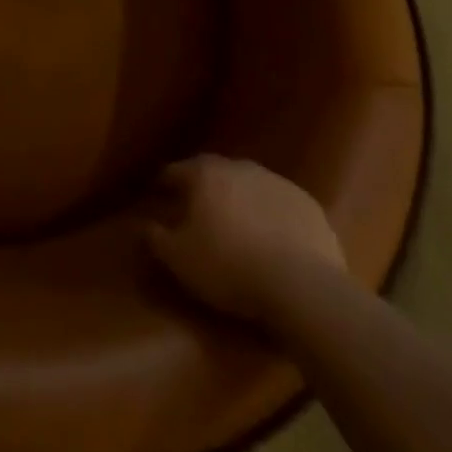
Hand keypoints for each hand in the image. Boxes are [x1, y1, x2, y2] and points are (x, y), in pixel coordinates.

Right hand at [144, 155, 345, 322]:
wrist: (300, 284)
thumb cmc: (229, 267)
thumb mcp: (180, 259)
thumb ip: (157, 238)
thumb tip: (144, 226)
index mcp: (206, 174)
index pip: (176, 171)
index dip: (165, 183)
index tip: (158, 193)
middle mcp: (240, 167)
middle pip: (215, 172)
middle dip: (205, 187)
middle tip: (198, 209)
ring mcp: (277, 182)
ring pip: (250, 185)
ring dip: (241, 199)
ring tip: (238, 225)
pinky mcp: (307, 204)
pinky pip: (280, 205)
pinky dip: (272, 215)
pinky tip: (273, 239)